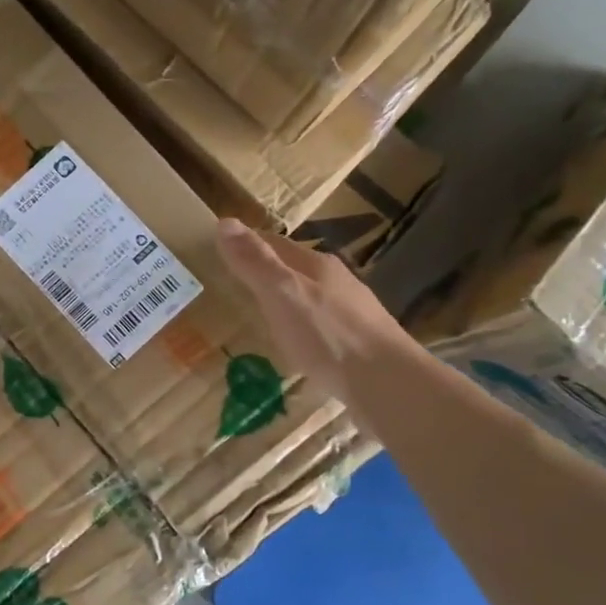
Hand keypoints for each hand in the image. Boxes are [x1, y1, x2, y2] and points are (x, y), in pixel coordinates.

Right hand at [216, 218, 412, 398]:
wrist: (387, 383)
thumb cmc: (328, 335)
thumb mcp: (282, 294)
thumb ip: (254, 262)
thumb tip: (225, 221)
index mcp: (316, 265)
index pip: (274, 243)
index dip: (247, 244)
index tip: (218, 250)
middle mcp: (336, 281)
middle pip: (293, 268)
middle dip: (265, 272)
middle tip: (232, 284)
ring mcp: (351, 311)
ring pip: (309, 296)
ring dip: (284, 300)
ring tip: (258, 314)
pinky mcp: (358, 342)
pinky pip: (321, 324)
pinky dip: (301, 326)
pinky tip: (295, 344)